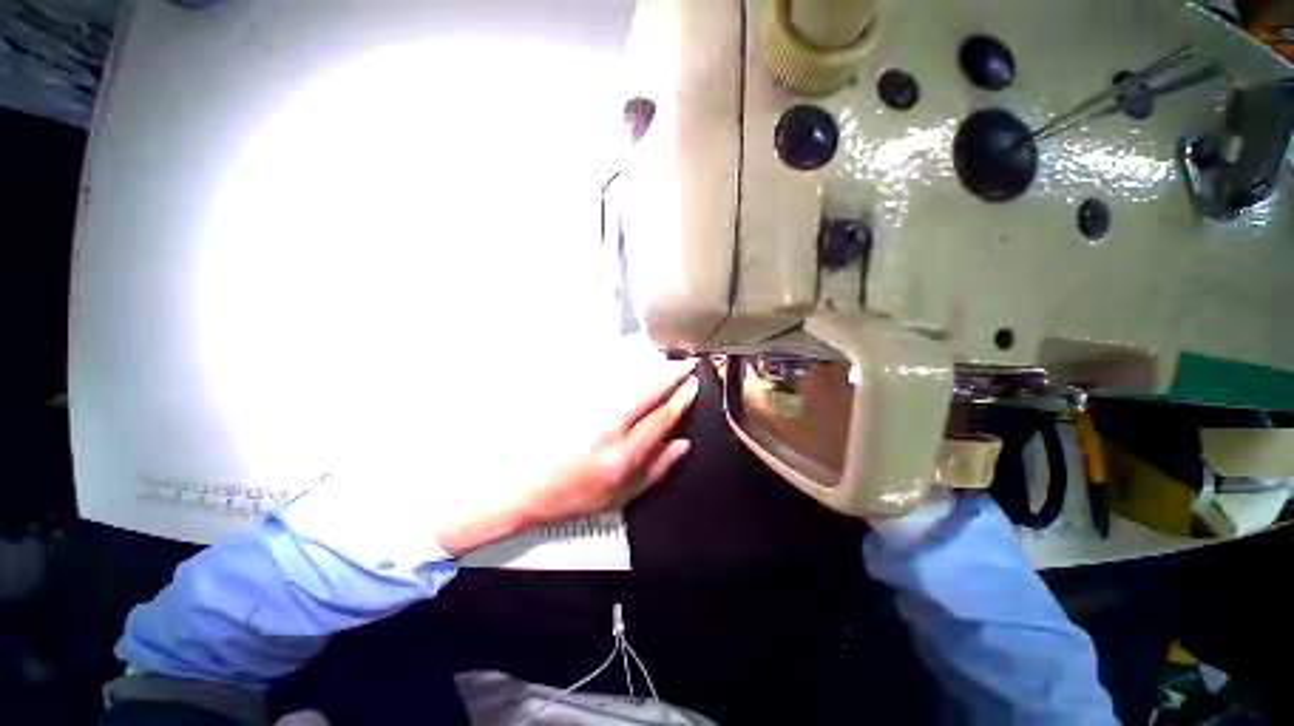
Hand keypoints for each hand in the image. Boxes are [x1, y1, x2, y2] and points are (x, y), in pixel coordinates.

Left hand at [437, 356, 698, 555]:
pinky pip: (603, 375)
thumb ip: (656, 469)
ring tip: (665, 357)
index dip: (681, 398)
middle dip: (671, 374)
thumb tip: (683, 444)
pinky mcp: (572, 398)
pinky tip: (632, 357)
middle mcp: (608, 427)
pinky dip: (622, 364)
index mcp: (623, 455)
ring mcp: (588, 409)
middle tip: (686, 363)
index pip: (662, 417)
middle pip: (648, 391)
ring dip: (650, 365)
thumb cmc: (574, 495)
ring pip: (627, 378)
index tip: (692, 384)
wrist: (524, 486)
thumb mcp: (620, 496)